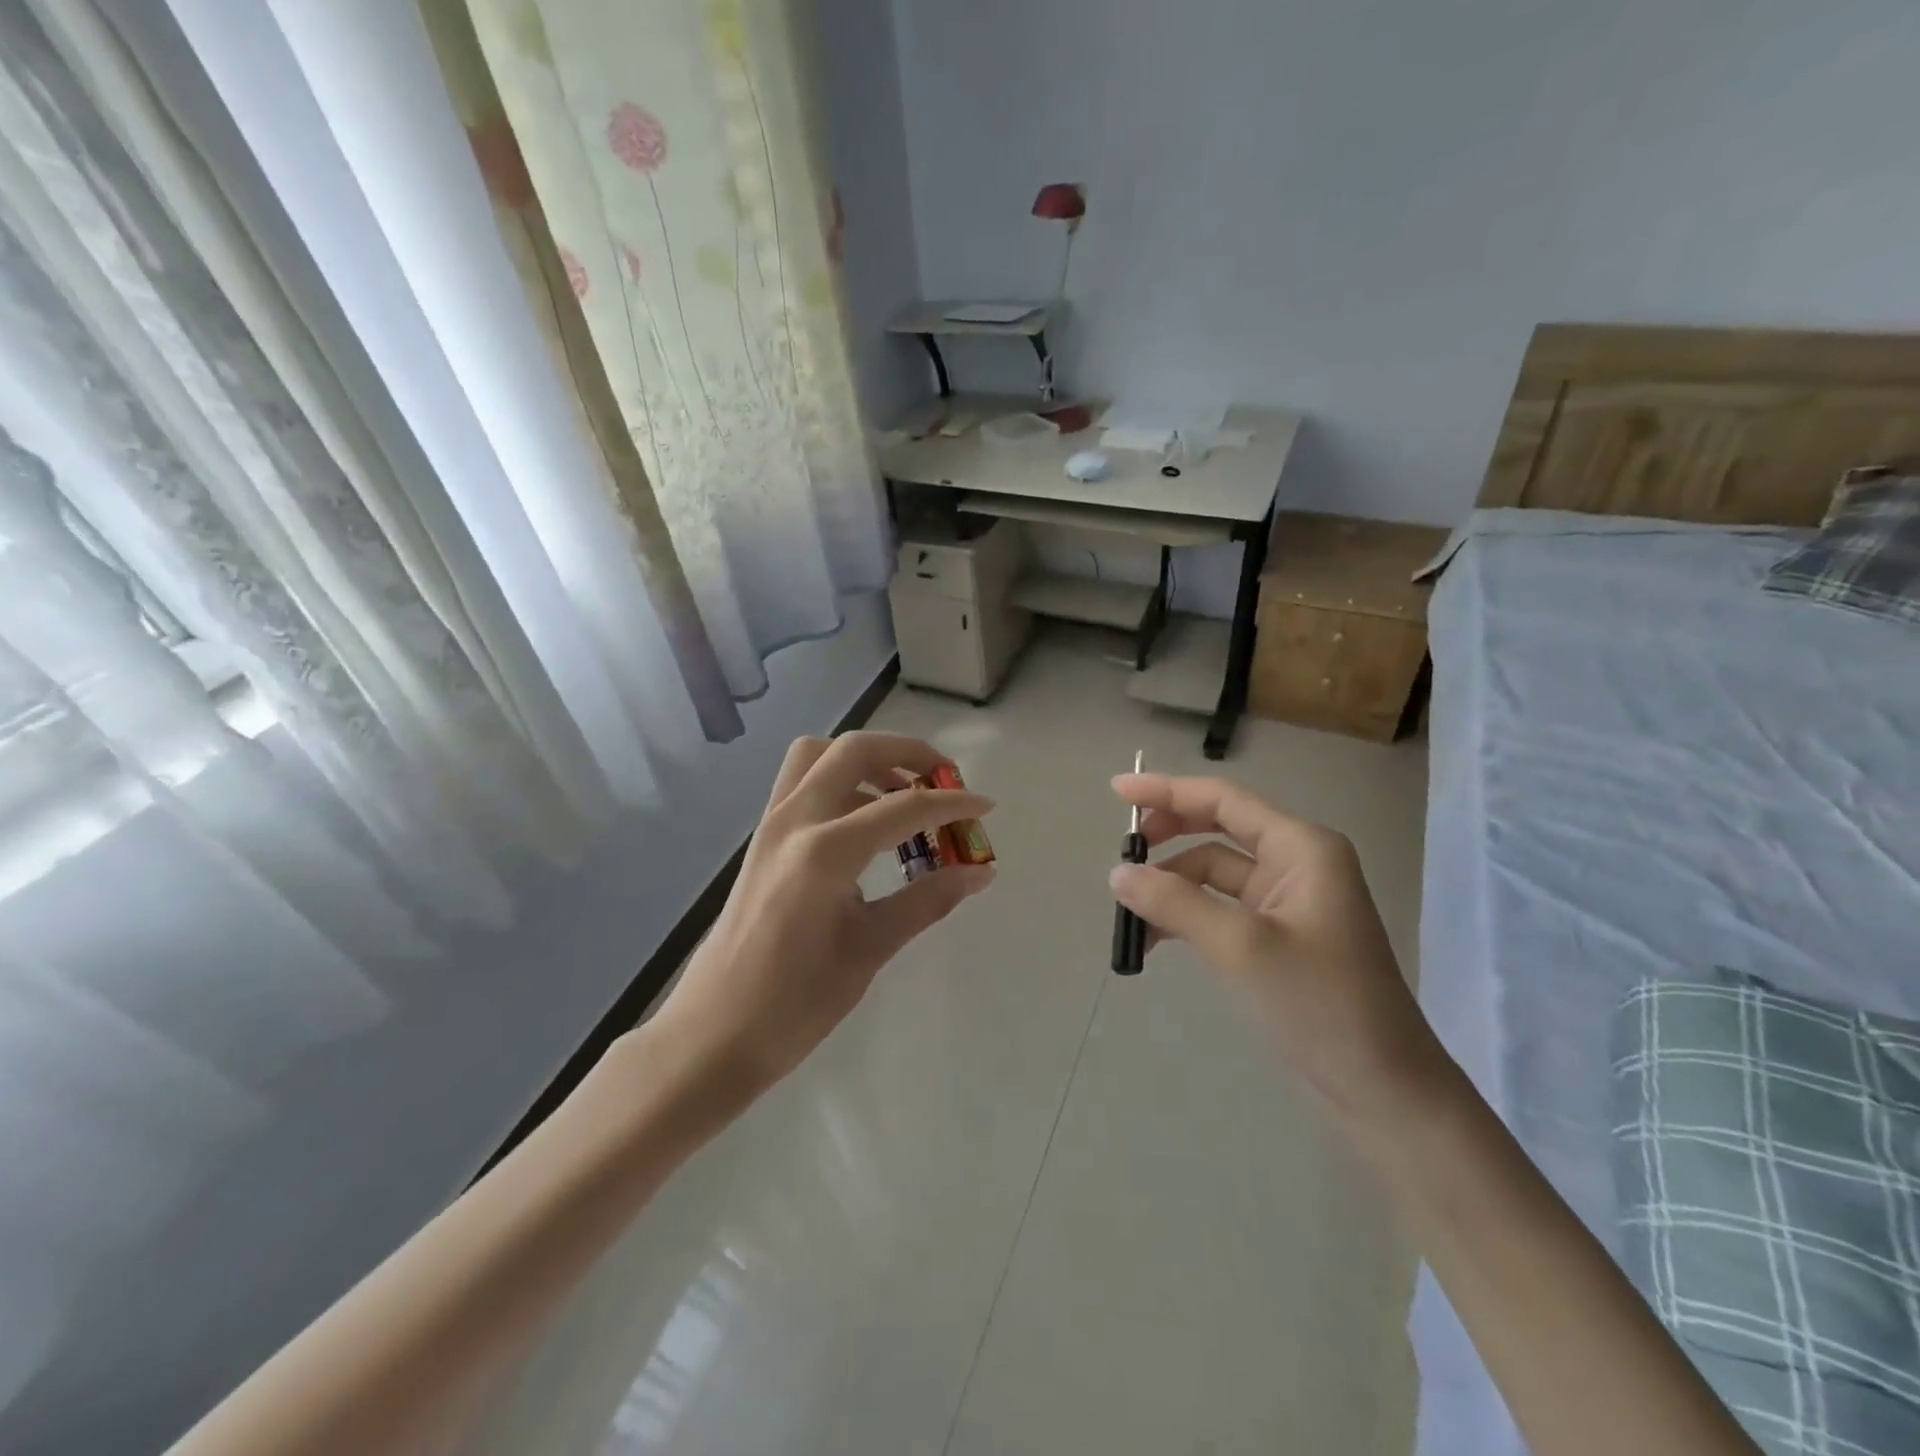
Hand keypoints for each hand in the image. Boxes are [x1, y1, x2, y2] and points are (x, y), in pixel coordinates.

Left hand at [646, 733, 995, 1111]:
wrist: (713, 1034)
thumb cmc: (795, 1003)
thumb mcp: (870, 949)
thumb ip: (927, 900)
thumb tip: (980, 872)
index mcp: (824, 852)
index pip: (902, 808)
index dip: (951, 803)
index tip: (986, 807)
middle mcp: (793, 821)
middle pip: (853, 750)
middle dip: (907, 752)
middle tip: (943, 778)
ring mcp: (771, 826)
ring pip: (819, 755)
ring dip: (867, 760)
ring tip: (904, 796)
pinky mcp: (763, 840)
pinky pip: (803, 783)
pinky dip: (841, 781)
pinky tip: (867, 825)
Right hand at [1109, 772, 1451, 1123]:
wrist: (1384, 1090)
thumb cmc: (1321, 1005)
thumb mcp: (1241, 947)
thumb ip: (1176, 902)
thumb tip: (1117, 874)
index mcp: (1301, 847)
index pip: (1223, 800)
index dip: (1167, 791)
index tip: (1117, 791)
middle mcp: (1297, 862)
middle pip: (1218, 828)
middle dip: (1169, 836)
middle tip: (1123, 852)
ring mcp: (1289, 901)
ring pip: (1214, 871)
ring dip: (1172, 884)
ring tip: (1130, 911)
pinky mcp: (1279, 935)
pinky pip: (1221, 906)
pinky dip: (1187, 914)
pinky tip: (1156, 938)